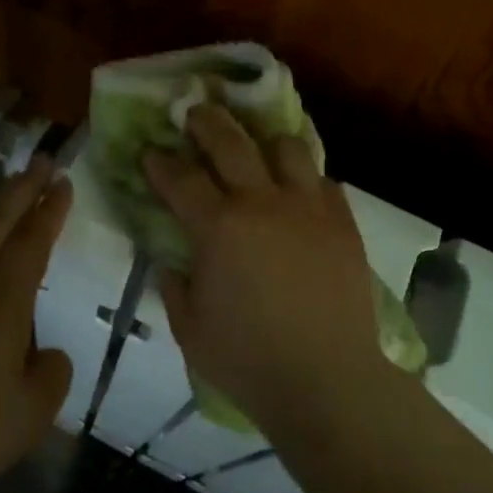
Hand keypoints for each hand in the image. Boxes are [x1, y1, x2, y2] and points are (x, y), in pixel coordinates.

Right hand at [143, 104, 383, 427]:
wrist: (327, 379)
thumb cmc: (248, 359)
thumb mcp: (189, 328)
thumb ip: (175, 285)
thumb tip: (172, 261)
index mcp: (218, 226)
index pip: (180, 178)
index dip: (160, 161)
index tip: (150, 152)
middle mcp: (262, 201)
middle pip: (230, 141)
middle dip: (206, 121)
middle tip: (195, 112)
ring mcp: (308, 207)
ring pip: (287, 147)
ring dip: (265, 143)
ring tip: (258, 150)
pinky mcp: (342, 221)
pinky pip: (324, 181)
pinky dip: (306, 179)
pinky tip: (299, 192)